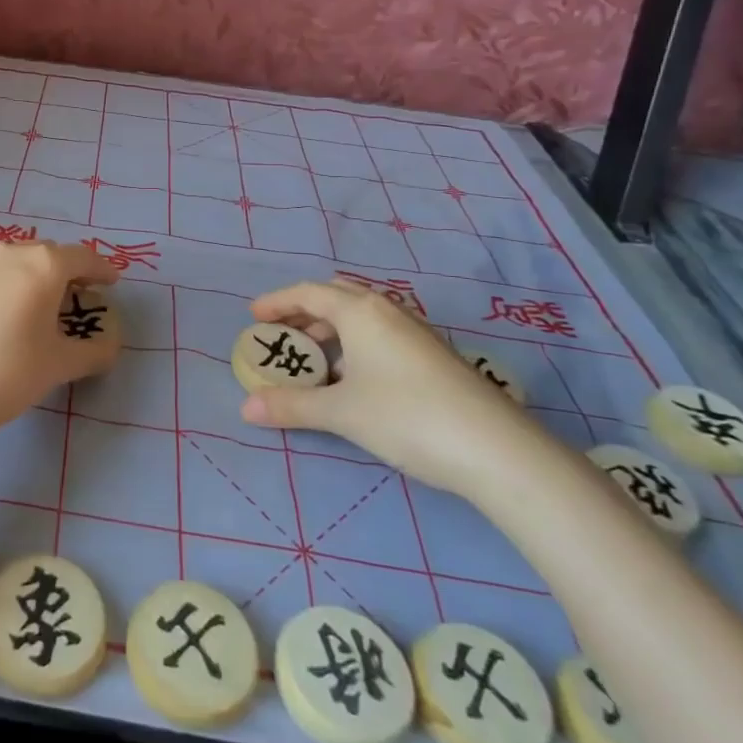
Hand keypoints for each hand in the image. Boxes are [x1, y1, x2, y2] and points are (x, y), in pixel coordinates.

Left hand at [0, 241, 118, 443]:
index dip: (101, 269)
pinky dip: (7, 290)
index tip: (112, 282)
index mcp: (43, 265)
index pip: (82, 257)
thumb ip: (94, 351)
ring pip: (16, 264)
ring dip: (35, 279)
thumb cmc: (10, 372)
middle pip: (48, 255)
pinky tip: (4, 321)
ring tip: (41, 309)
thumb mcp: (61, 365)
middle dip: (67, 272)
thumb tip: (109, 346)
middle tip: (78, 298)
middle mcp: (9, 255)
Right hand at [240, 280, 553, 497]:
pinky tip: (355, 380)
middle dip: (305, 312)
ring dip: (332, 330)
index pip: (308, 293)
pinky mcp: (434, 357)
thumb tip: (245, 408)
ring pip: (362, 318)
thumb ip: (292, 406)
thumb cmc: (406, 417)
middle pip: (337, 297)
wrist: (496, 449)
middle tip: (282, 333)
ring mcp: (416, 333)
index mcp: (360, 312)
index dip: (277, 302)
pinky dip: (356, 346)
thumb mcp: (341, 412)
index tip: (254, 317)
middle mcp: (388, 312)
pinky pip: (381, 336)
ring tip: (314, 359)